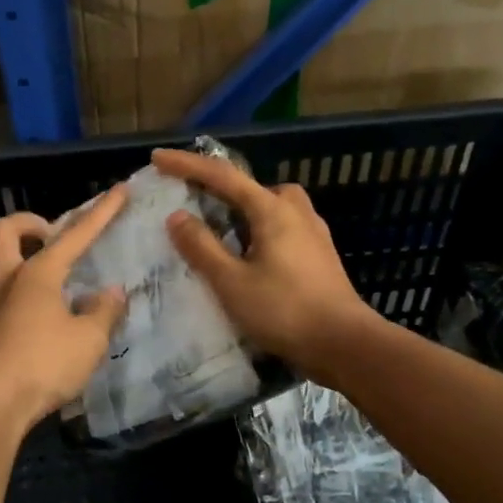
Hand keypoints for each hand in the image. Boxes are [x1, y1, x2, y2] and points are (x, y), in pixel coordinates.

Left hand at [0, 186, 129, 433]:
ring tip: (23, 271)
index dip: (101, 212)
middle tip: (50, 238)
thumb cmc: (44, 364)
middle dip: (28, 223)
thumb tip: (112, 292)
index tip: (119, 189)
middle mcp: (6, 280)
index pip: (75, 235)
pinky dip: (0, 297)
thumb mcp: (89, 340)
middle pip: (4, 231)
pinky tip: (21, 317)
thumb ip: (104, 312)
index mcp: (38, 274)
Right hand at [151, 147, 374, 381]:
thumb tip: (177, 216)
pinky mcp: (320, 255)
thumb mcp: (232, 282)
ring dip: (244, 210)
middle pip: (253, 187)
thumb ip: (202, 247)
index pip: (223, 176)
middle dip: (222, 187)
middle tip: (194, 200)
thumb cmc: (284, 311)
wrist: (344, 344)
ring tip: (221, 232)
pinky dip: (260, 230)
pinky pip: (283, 227)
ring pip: (272, 207)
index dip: (187, 165)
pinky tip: (251, 256)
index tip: (158, 158)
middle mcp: (296, 212)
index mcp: (272, 210)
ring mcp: (313, 233)